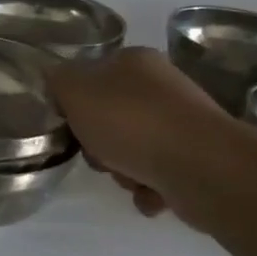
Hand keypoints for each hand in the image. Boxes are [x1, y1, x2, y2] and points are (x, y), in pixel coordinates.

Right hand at [47, 48, 228, 220]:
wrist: (199, 166)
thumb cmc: (131, 122)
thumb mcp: (76, 91)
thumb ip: (59, 80)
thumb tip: (57, 79)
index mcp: (135, 61)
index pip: (93, 77)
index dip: (77, 104)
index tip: (73, 125)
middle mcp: (163, 86)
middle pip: (111, 118)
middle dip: (101, 144)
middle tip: (101, 155)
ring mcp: (183, 123)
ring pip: (133, 150)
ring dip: (123, 171)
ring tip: (131, 177)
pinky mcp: (197, 159)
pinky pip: (157, 176)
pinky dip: (149, 189)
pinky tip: (151, 194)